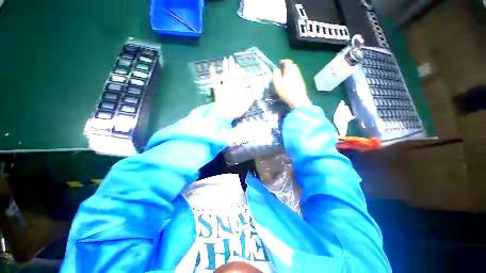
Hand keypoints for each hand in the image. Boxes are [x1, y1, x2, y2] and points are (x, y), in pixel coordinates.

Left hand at [211, 57, 256, 118]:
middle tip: (231, 58)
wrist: (225, 113)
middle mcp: (232, 84)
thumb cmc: (237, 109)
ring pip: (225, 74)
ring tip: (225, 59)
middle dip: (232, 65)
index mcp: (240, 87)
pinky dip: (213, 74)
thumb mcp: (247, 104)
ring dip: (225, 66)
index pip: (241, 77)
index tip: (239, 66)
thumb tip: (256, 92)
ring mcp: (224, 85)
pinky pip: (215, 80)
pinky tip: (212, 67)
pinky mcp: (217, 88)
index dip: (240, 71)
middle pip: (233, 73)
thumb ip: (252, 97)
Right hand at [272, 59, 311, 108]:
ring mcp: (299, 77)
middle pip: (292, 66)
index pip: (288, 61)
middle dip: (287, 67)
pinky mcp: (301, 83)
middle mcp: (296, 71)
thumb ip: (276, 75)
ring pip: (294, 72)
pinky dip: (292, 78)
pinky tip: (289, 85)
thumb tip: (276, 69)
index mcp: (290, 70)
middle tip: (281, 72)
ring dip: (289, 73)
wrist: (298, 99)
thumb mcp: (278, 83)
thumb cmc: (286, 91)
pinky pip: (296, 77)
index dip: (284, 61)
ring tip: (284, 79)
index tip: (280, 63)